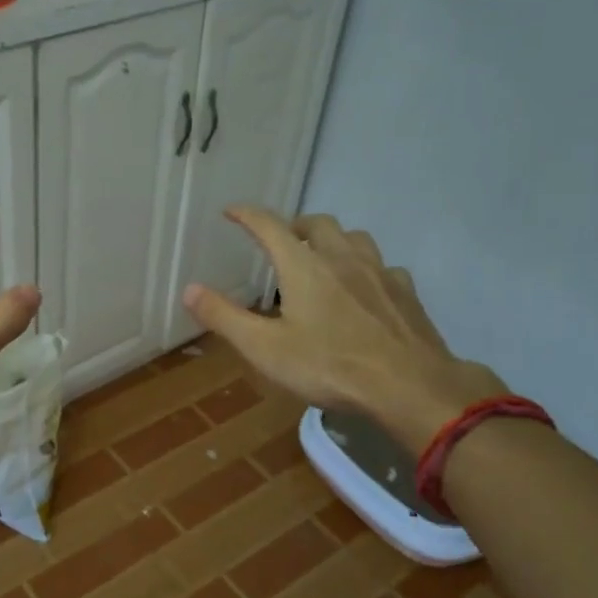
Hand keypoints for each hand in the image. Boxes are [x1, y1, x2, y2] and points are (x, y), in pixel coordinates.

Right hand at [182, 208, 506, 452]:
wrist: (409, 386)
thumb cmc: (329, 366)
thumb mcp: (265, 348)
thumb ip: (224, 317)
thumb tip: (188, 289)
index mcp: (303, 266)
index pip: (270, 226)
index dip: (247, 215)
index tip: (232, 211)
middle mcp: (341, 257)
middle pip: (317, 223)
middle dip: (294, 225)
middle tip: (280, 241)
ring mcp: (379, 272)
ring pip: (354, 237)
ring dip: (333, 240)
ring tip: (322, 258)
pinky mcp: (405, 292)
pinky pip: (382, 266)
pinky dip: (365, 268)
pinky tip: (364, 289)